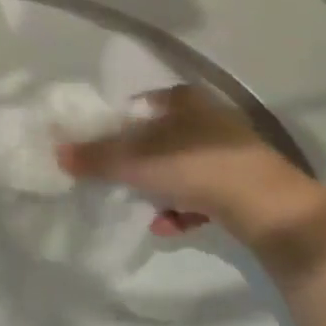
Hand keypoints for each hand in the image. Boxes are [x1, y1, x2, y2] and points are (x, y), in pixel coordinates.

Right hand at [56, 84, 312, 237]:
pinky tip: (168, 226)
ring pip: (183, 167)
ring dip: (160, 187)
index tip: (102, 146)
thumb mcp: (134, 161)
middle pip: (162, 137)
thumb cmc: (194, 166)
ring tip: (143, 208)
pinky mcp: (247, 185)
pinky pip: (204, 193)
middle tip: (118, 178)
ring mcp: (233, 152)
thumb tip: (56, 153)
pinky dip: (184, 207)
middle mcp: (210, 119)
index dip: (120, 123)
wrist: (269, 207)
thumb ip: (94, 157)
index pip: (143, 103)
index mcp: (184, 100)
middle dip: (140, 160)